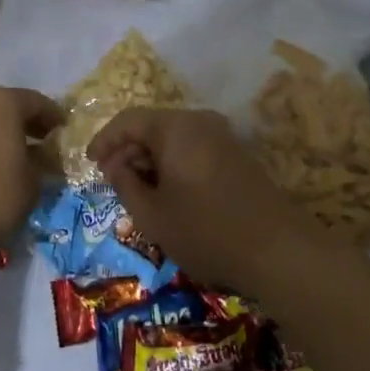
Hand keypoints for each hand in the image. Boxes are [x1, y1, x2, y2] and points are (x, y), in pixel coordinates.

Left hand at [0, 87, 63, 265]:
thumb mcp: (32, 182)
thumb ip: (42, 161)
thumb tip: (46, 156)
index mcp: (1, 102)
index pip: (36, 101)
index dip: (53, 116)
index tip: (64, 130)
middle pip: (3, 107)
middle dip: (22, 123)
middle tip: (40, 142)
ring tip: (10, 157)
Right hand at [86, 107, 320, 293]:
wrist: (279, 250)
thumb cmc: (206, 230)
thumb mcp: (152, 214)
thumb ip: (125, 183)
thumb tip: (117, 165)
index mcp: (175, 127)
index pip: (128, 120)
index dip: (104, 140)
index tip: (90, 163)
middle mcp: (199, 121)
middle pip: (152, 126)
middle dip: (128, 151)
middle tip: (113, 181)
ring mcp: (222, 136)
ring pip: (173, 138)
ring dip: (151, 159)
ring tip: (139, 191)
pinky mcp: (237, 155)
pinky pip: (194, 148)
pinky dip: (174, 164)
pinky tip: (170, 193)